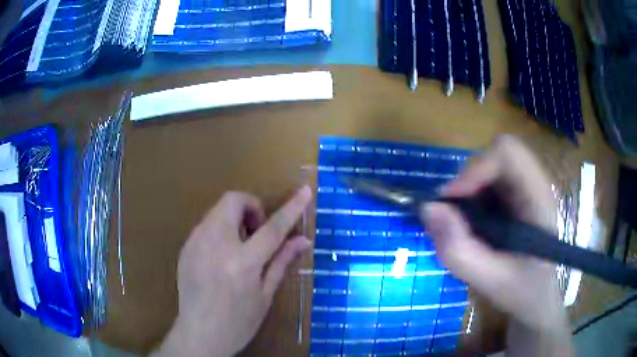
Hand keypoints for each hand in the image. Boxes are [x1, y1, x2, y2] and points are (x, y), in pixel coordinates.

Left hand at [153, 187, 312, 356]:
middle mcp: (215, 245)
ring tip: (240, 248)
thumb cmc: (238, 323)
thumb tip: (302, 240)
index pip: (272, 228)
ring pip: (218, 210)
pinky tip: (222, 257)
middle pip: (233, 201)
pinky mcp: (185, 247)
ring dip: (235, 218)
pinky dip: (220, 230)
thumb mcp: (265, 296)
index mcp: (242, 263)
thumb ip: (282, 262)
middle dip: (251, 207)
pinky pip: (206, 225)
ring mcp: (195, 243)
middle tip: (257, 232)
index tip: (305, 191)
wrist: (199, 335)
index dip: (291, 208)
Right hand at [421, 136, 571, 355]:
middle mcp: (533, 184)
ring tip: (463, 228)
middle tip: (452, 218)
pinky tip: (472, 228)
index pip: (508, 153)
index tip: (452, 201)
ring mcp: (523, 189)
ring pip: (487, 168)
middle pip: (494, 156)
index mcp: (539, 198)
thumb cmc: (523, 291)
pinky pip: (485, 183)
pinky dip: (469, 200)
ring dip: (467, 193)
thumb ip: (459, 250)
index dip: (476, 168)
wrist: (536, 298)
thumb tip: (428, 209)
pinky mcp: (513, 197)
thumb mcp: (490, 281)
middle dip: (467, 183)